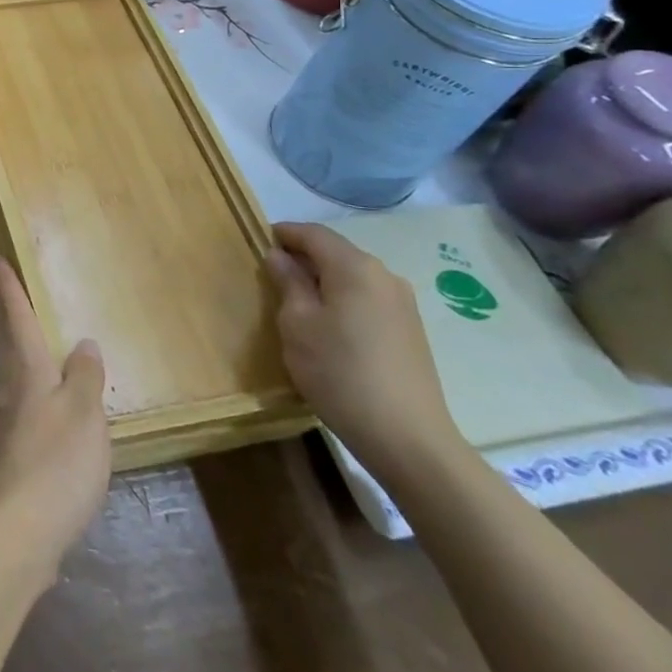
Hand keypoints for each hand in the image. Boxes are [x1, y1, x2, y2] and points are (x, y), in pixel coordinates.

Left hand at [0, 257, 110, 582]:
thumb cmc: (55, 464)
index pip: (16, 318)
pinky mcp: (6, 453)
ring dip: (0, 336)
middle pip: (1, 337)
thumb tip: (83, 343)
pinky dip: (12, 375)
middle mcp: (9, 389)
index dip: (8, 289)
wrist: (13, 533)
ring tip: (0, 320)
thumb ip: (84, 378)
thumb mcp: (84, 416)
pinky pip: (9, 395)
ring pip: (1, 364)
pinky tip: (26, 392)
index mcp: (27, 371)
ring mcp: (3, 422)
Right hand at [265, 222, 466, 485]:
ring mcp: (403, 304)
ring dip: (324, 280)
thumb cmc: (339, 372)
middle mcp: (384, 276)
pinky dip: (343, 299)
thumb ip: (288, 282)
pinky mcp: (411, 330)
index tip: (260, 241)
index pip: (314, 233)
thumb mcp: (297, 324)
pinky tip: (330, 326)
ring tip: (298, 302)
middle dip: (304, 257)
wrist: (408, 438)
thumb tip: (280, 257)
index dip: (285, 233)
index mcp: (355, 267)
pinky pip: (368, 299)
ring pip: (353, 277)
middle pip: (337, 252)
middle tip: (273, 274)